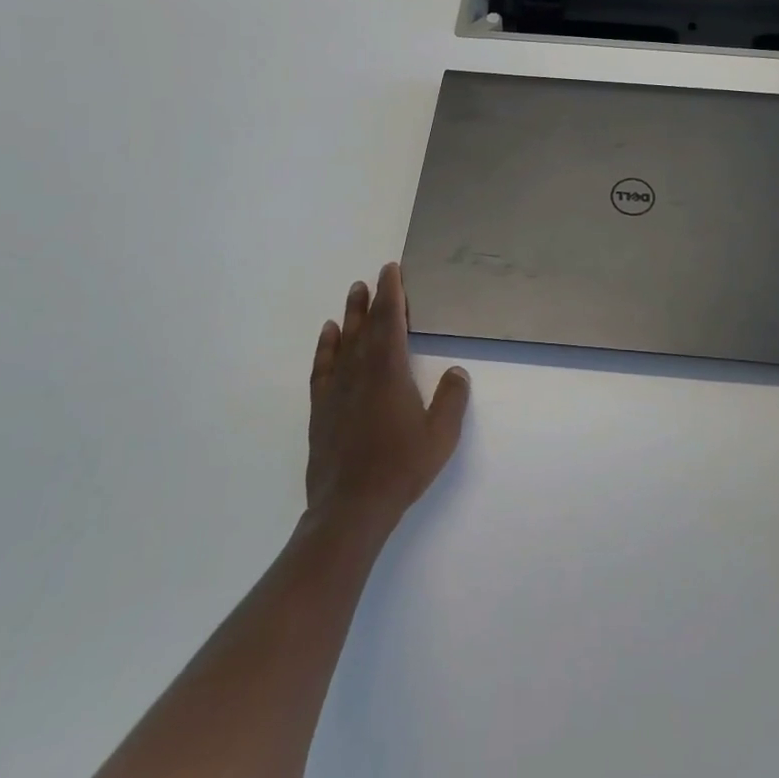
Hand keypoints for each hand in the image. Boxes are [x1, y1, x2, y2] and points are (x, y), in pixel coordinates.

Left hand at [306, 262, 470, 536]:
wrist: (350, 507)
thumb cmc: (400, 468)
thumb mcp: (440, 436)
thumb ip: (451, 399)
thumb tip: (457, 371)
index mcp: (390, 372)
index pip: (390, 321)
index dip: (392, 294)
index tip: (391, 271)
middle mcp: (360, 371)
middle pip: (366, 325)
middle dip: (373, 298)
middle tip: (376, 276)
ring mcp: (337, 389)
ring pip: (344, 341)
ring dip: (351, 314)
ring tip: (354, 292)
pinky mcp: (321, 407)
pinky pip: (323, 366)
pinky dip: (326, 346)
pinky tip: (329, 334)